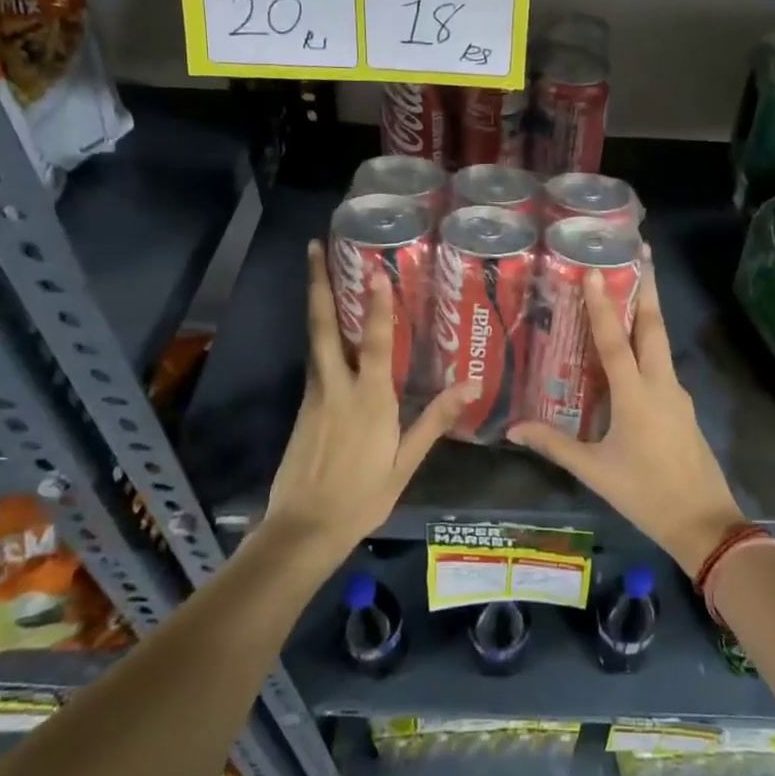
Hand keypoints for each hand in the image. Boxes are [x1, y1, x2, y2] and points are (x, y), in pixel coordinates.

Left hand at [263, 242, 475, 558]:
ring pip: (314, 339)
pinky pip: (315, 361)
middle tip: (312, 246)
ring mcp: (314, 395)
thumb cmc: (362, 496)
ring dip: (317, 302)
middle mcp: (336, 387)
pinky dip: (320, 335)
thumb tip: (471, 385)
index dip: (375, 305)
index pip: (373, 343)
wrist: (302, 529)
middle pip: (323, 326)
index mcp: (368, 400)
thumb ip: (435, 420)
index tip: (374, 269)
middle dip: (318, 284)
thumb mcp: (405, 462)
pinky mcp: (303, 407)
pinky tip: (330, 331)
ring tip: (320, 271)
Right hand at [509, 254, 744, 574]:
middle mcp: (661, 384)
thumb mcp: (594, 471)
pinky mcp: (683, 405)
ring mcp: (677, 394)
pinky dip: (648, 343)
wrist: (704, 523)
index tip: (597, 270)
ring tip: (633, 287)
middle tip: (641, 251)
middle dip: (648, 287)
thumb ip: (554, 445)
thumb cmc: (645, 494)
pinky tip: (633, 349)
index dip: (603, 305)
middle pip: (653, 326)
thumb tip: (513, 429)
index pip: (614, 342)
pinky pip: (662, 363)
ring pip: (661, 341)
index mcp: (636, 397)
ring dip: (648, 311)